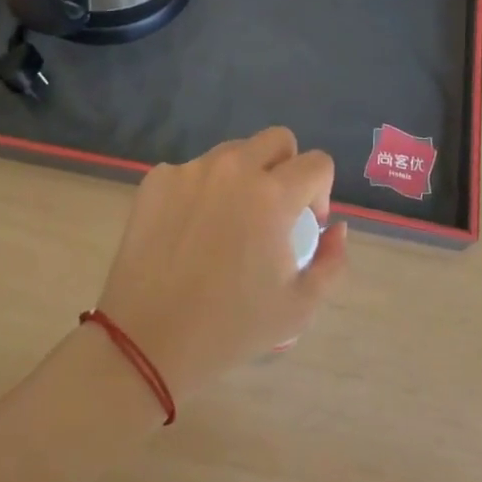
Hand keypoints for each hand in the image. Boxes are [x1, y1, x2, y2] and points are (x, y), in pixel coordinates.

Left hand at [94, 127, 347, 400]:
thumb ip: (331, 261)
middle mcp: (233, 169)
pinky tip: (191, 231)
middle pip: (277, 139)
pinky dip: (202, 190)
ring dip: (244, 175)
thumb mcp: (299, 307)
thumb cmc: (229, 328)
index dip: (322, 191)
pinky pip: (193, 171)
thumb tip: (336, 228)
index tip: (307, 223)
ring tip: (230, 221)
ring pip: (233, 152)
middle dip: (287, 167)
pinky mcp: (157, 179)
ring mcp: (191, 170)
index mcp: (273, 195)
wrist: (146, 342)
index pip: (317, 162)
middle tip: (274, 210)